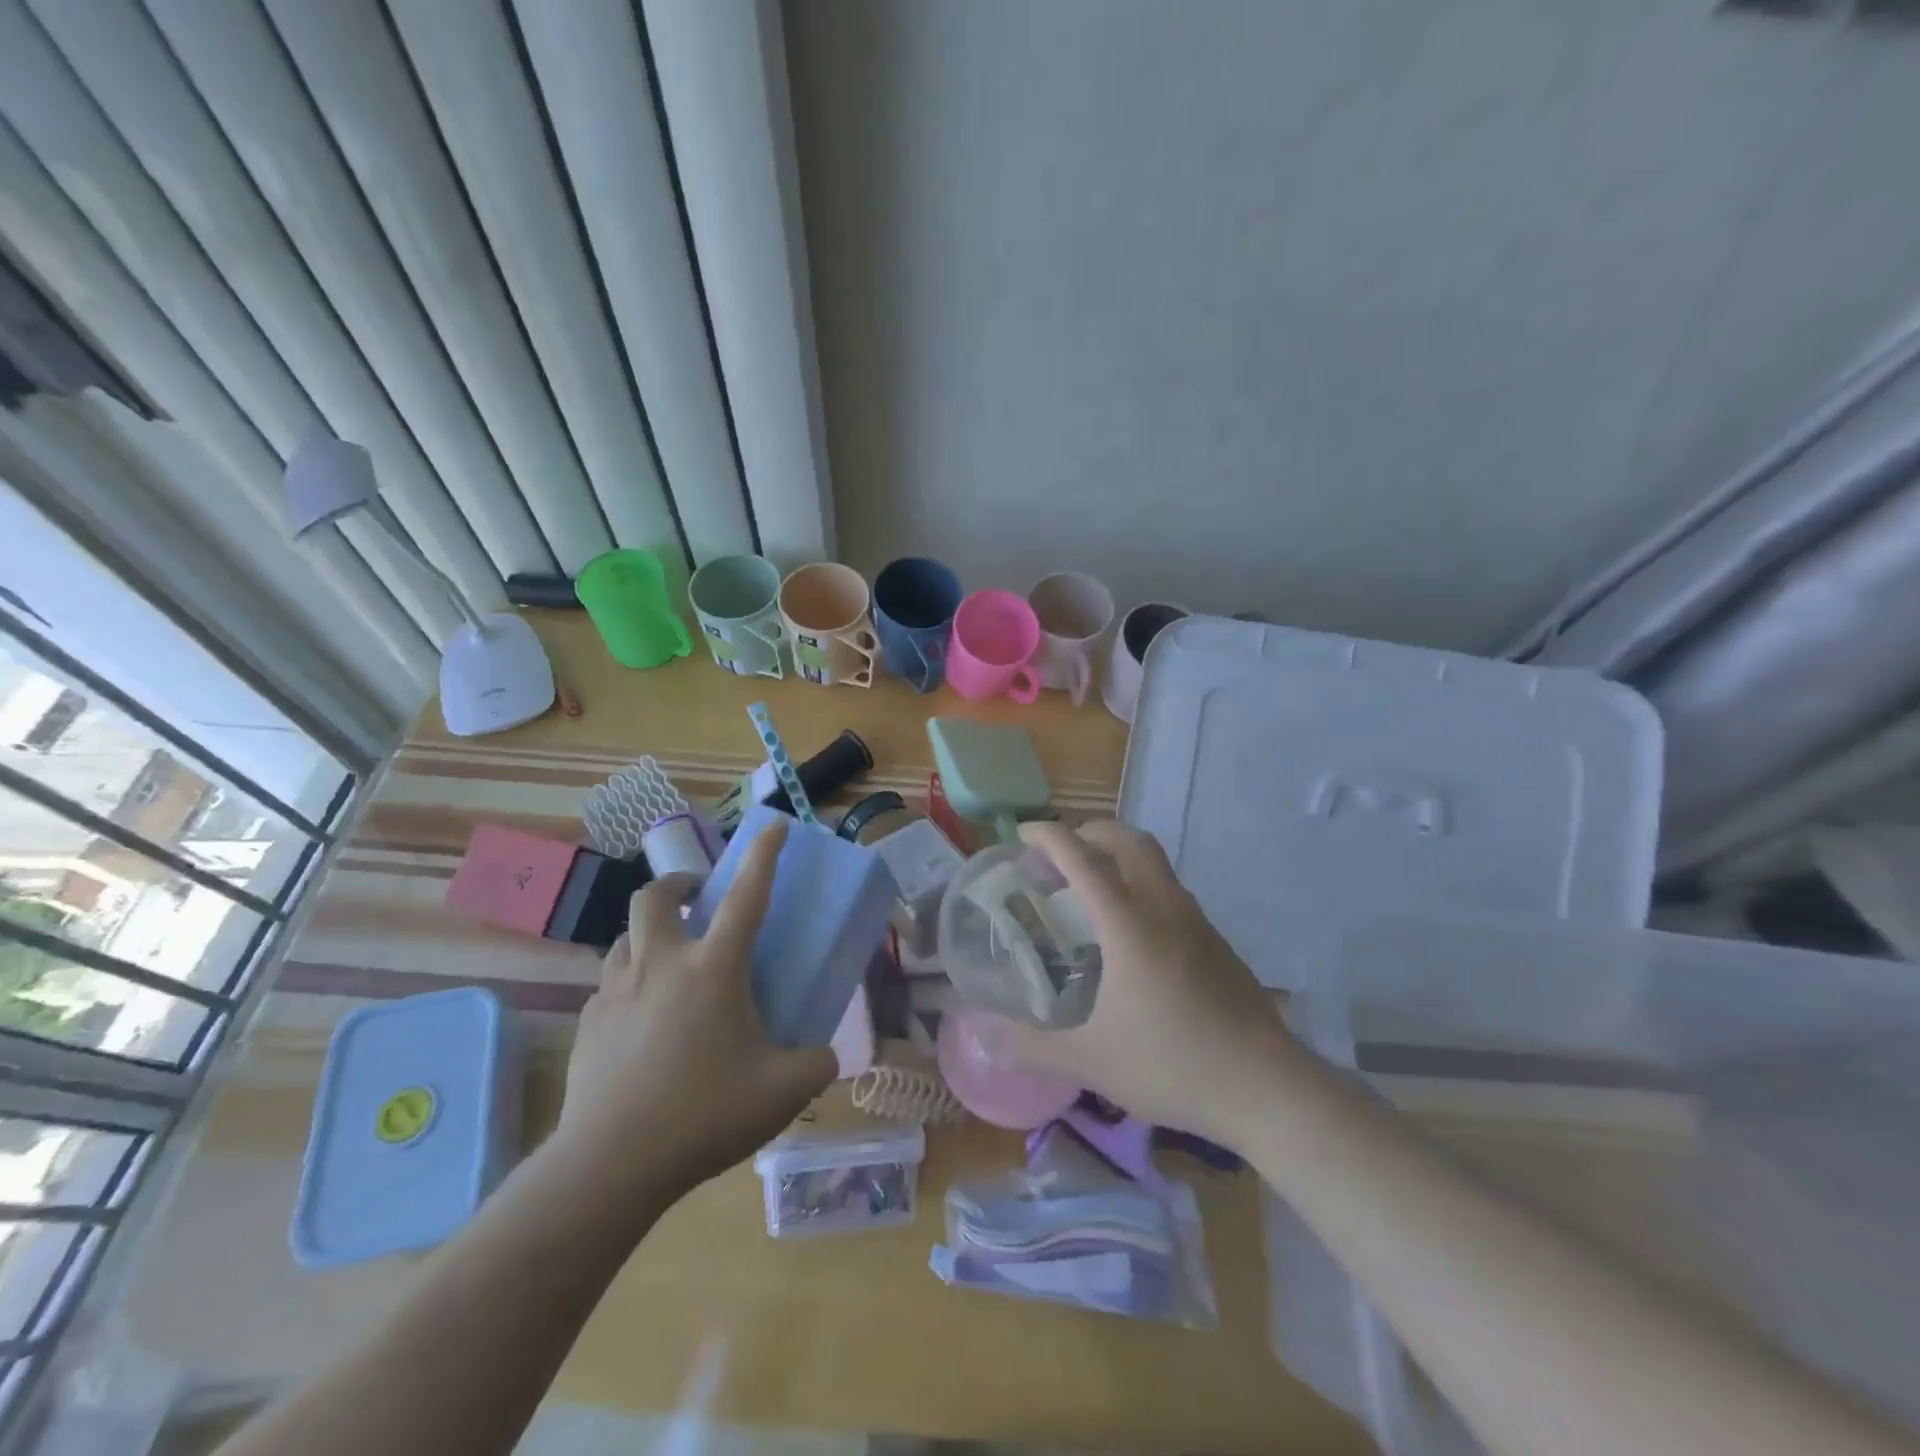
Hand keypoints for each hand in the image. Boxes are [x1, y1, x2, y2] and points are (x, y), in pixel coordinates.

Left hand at [551, 818, 834, 1206]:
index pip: (746, 895)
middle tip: (696, 900)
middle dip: (678, 884)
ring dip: (649, 934)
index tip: (776, 825)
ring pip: (624, 937)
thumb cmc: (703, 1115)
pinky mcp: (587, 1024)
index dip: (764, 855)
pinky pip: (608, 985)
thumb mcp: (781, 1091)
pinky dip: (629, 983)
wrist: (608, 1166)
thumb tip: (826, 1056)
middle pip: (655, 896)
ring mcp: (615, 992)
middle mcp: (660, 965)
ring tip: (670, 962)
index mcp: (713, 969)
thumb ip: (816, 1065)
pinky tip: (642, 1019)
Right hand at [1008, 820, 1300, 1147]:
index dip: (1050, 837)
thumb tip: (987, 1037)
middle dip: (1090, 832)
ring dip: (1119, 856)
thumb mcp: (1093, 1061)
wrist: (1268, 1088)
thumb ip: (1034, 1047)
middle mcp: (1164, 908)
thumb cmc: (1174, 1065)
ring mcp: (1197, 922)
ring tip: (1091, 888)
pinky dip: (1141, 884)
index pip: (1083, 858)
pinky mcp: (1217, 942)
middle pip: (1129, 840)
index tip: (1022, 835)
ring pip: (1156, 863)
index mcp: (1129, 925)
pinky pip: (1171, 891)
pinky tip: (1132, 932)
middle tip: (1059, 854)